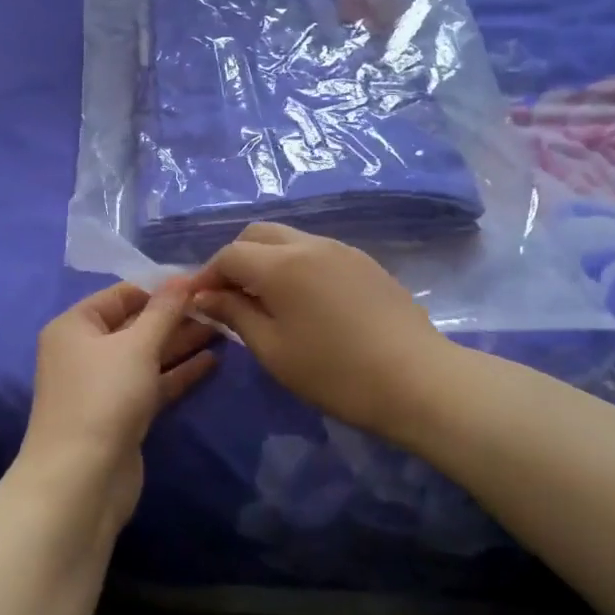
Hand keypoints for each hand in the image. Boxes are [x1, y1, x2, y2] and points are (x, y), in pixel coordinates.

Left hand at [18, 278, 217, 533]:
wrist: (81, 480)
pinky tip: (211, 361)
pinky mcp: (121, 414)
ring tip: (224, 328)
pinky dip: (178, 373)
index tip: (201, 282)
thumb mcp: (136, 346)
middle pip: (136, 324)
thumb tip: (182, 277)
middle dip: (176, 316)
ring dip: (181, 343)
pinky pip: (152, 383)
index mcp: (76, 325)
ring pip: (147, 355)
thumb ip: (164, 311)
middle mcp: (85, 351)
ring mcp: (102, 385)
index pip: (122, 294)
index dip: (160, 288)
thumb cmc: (104, 397)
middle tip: (220, 306)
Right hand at [189, 224, 451, 440]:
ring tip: (263, 300)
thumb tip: (204, 296)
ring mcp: (341, 249)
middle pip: (257, 235)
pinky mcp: (363, 262)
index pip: (229, 255)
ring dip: (265, 260)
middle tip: (229, 297)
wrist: (417, 379)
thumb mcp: (273, 350)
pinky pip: (315, 250)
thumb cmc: (335, 372)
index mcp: (280, 264)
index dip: (206, 275)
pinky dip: (294, 264)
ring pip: (288, 239)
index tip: (197, 302)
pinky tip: (301, 300)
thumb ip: (234, 314)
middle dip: (235, 259)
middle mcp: (309, 244)